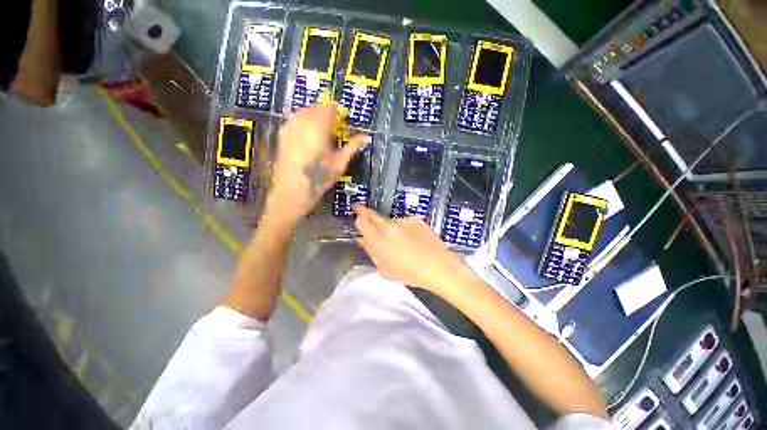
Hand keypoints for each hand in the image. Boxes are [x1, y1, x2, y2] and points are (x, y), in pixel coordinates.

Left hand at [266, 106, 366, 220]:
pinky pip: (293, 121)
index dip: (338, 115)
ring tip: (319, 133)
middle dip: (325, 115)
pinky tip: (306, 137)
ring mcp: (289, 128)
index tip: (342, 125)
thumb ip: (352, 147)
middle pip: (315, 108)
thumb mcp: (340, 163)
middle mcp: (302, 122)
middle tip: (332, 130)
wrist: (293, 191)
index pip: (329, 109)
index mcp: (318, 127)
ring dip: (313, 117)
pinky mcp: (281, 136)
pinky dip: (301, 123)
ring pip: (302, 112)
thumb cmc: (319, 178)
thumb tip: (366, 137)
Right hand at [353, 204, 468, 294]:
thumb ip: (371, 251)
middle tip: (358, 208)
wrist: (437, 266)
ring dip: (389, 227)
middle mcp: (388, 225)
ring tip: (401, 240)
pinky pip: (404, 222)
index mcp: (378, 239)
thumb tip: (362, 239)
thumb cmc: (409, 273)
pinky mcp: (415, 219)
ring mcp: (403, 220)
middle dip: (363, 210)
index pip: (361, 221)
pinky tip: (413, 238)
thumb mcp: (384, 268)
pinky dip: (404, 228)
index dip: (357, 220)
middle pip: (371, 213)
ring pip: (390, 220)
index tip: (356, 219)